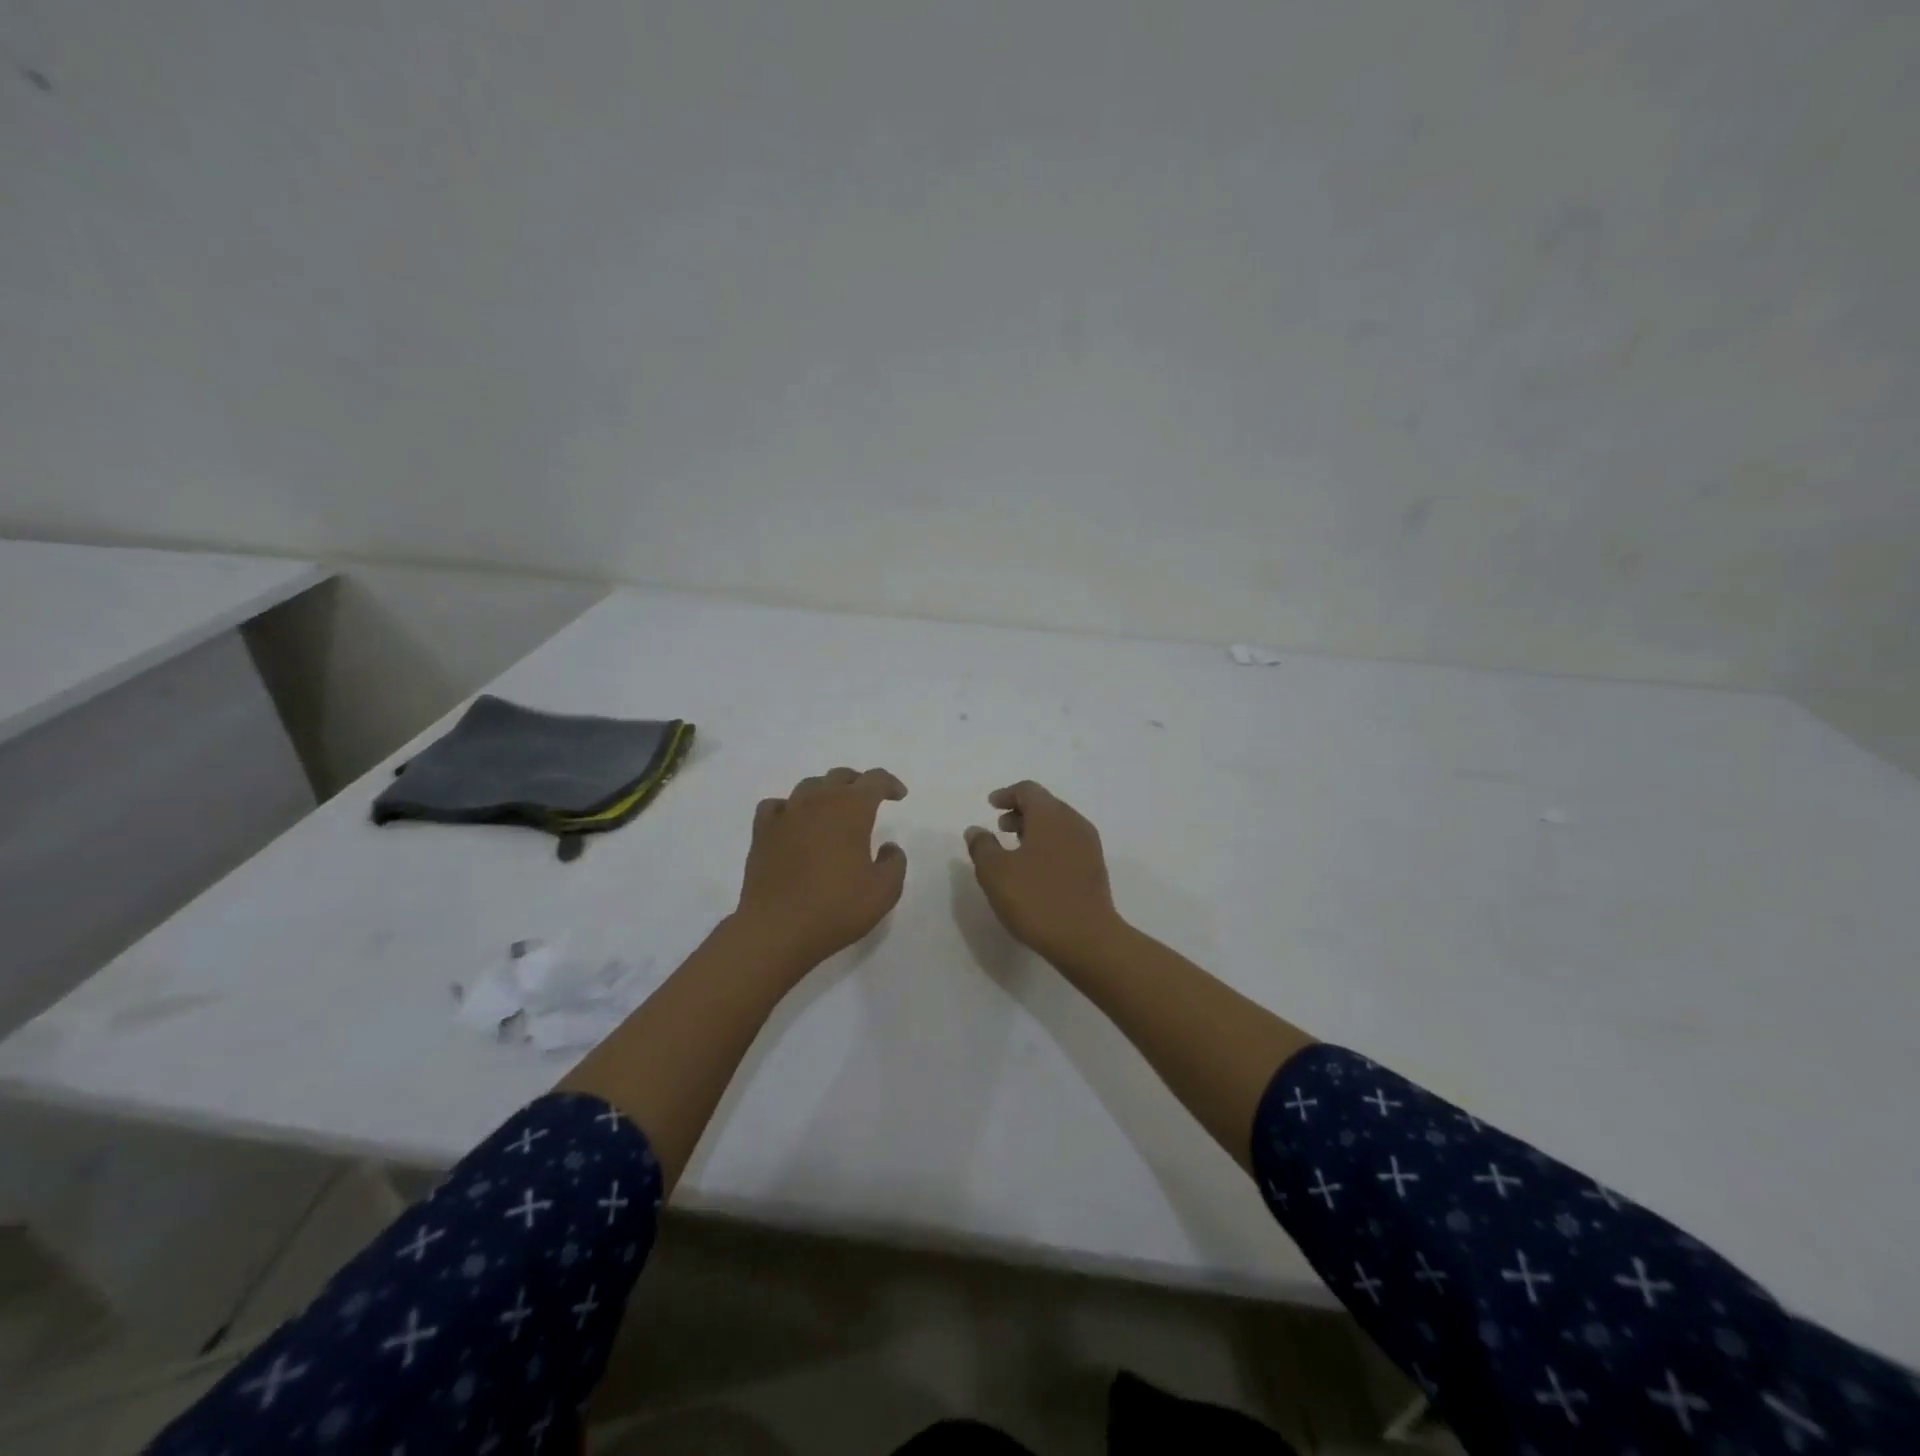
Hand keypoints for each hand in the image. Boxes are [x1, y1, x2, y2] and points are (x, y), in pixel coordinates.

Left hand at [735, 767, 908, 972]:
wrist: (776, 929)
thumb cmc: (836, 908)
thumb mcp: (884, 891)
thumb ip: (894, 863)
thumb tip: (888, 847)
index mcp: (851, 809)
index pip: (875, 780)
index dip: (890, 784)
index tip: (899, 796)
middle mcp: (817, 801)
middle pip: (840, 776)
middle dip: (859, 783)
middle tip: (869, 800)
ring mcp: (786, 814)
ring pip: (809, 786)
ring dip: (826, 792)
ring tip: (833, 811)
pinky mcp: (762, 832)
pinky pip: (777, 806)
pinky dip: (790, 808)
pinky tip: (794, 823)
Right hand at [965, 781, 1121, 967]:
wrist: (1087, 939)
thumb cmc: (1036, 899)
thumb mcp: (995, 872)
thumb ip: (982, 846)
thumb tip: (976, 830)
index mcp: (1050, 816)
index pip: (1028, 791)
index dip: (1007, 794)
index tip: (991, 804)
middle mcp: (1073, 823)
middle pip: (1046, 805)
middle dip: (1021, 812)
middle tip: (1000, 826)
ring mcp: (1088, 846)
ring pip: (1058, 825)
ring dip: (1035, 830)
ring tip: (1015, 848)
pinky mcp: (1095, 869)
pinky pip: (1068, 844)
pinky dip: (1048, 846)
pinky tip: (1036, 869)